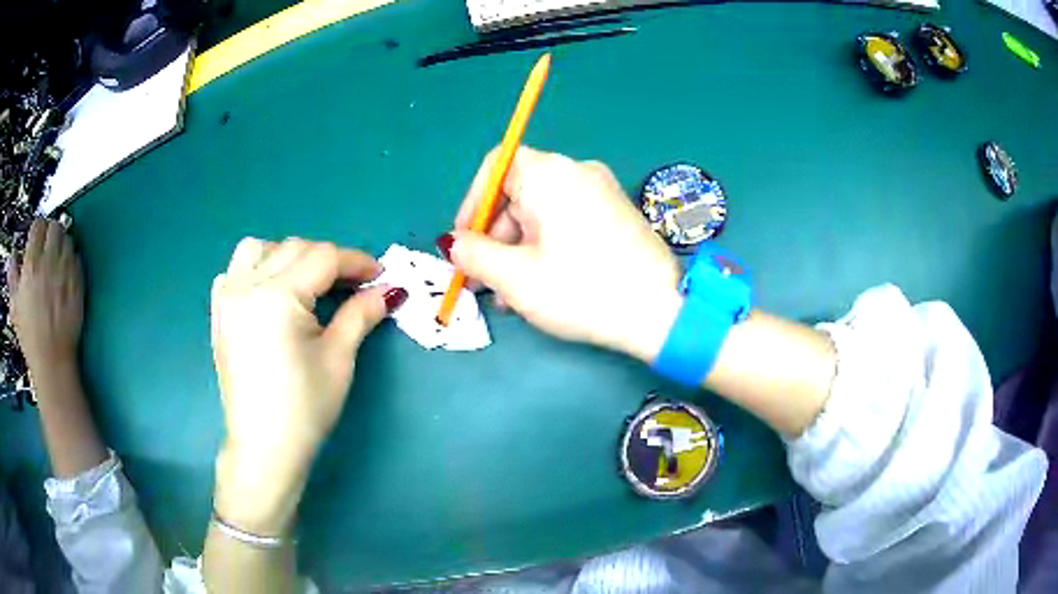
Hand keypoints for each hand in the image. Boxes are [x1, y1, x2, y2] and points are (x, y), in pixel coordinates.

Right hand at [6, 220, 83, 372]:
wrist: (52, 361)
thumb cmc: (30, 337)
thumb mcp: (15, 307)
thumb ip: (12, 277)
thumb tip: (12, 258)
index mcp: (32, 264)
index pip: (38, 225)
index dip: (37, 229)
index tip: (35, 238)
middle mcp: (49, 262)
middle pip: (54, 226)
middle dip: (50, 232)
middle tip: (46, 246)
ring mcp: (65, 271)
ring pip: (67, 238)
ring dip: (62, 243)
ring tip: (55, 258)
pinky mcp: (79, 283)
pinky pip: (77, 258)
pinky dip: (72, 259)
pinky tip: (65, 272)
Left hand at [209, 238, 405, 532]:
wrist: (264, 447)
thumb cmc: (304, 408)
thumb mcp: (338, 359)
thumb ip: (360, 314)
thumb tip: (387, 291)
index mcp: (277, 297)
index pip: (323, 257)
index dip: (356, 262)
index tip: (380, 275)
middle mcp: (247, 286)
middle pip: (294, 248)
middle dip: (328, 260)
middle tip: (353, 285)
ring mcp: (227, 298)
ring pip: (258, 249)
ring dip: (287, 256)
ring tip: (306, 284)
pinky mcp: (219, 314)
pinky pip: (234, 271)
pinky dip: (255, 270)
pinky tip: (270, 294)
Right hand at [448, 147, 682, 361]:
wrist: (660, 312)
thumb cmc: (582, 290)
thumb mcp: (515, 277)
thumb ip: (474, 255)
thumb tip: (452, 243)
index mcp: (549, 174)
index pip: (495, 167)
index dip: (472, 203)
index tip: (464, 242)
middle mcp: (577, 171)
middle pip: (518, 193)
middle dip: (495, 237)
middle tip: (485, 281)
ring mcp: (602, 191)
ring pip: (542, 212)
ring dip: (519, 249)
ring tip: (512, 297)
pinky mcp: (617, 213)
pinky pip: (568, 221)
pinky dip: (547, 246)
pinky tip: (542, 285)